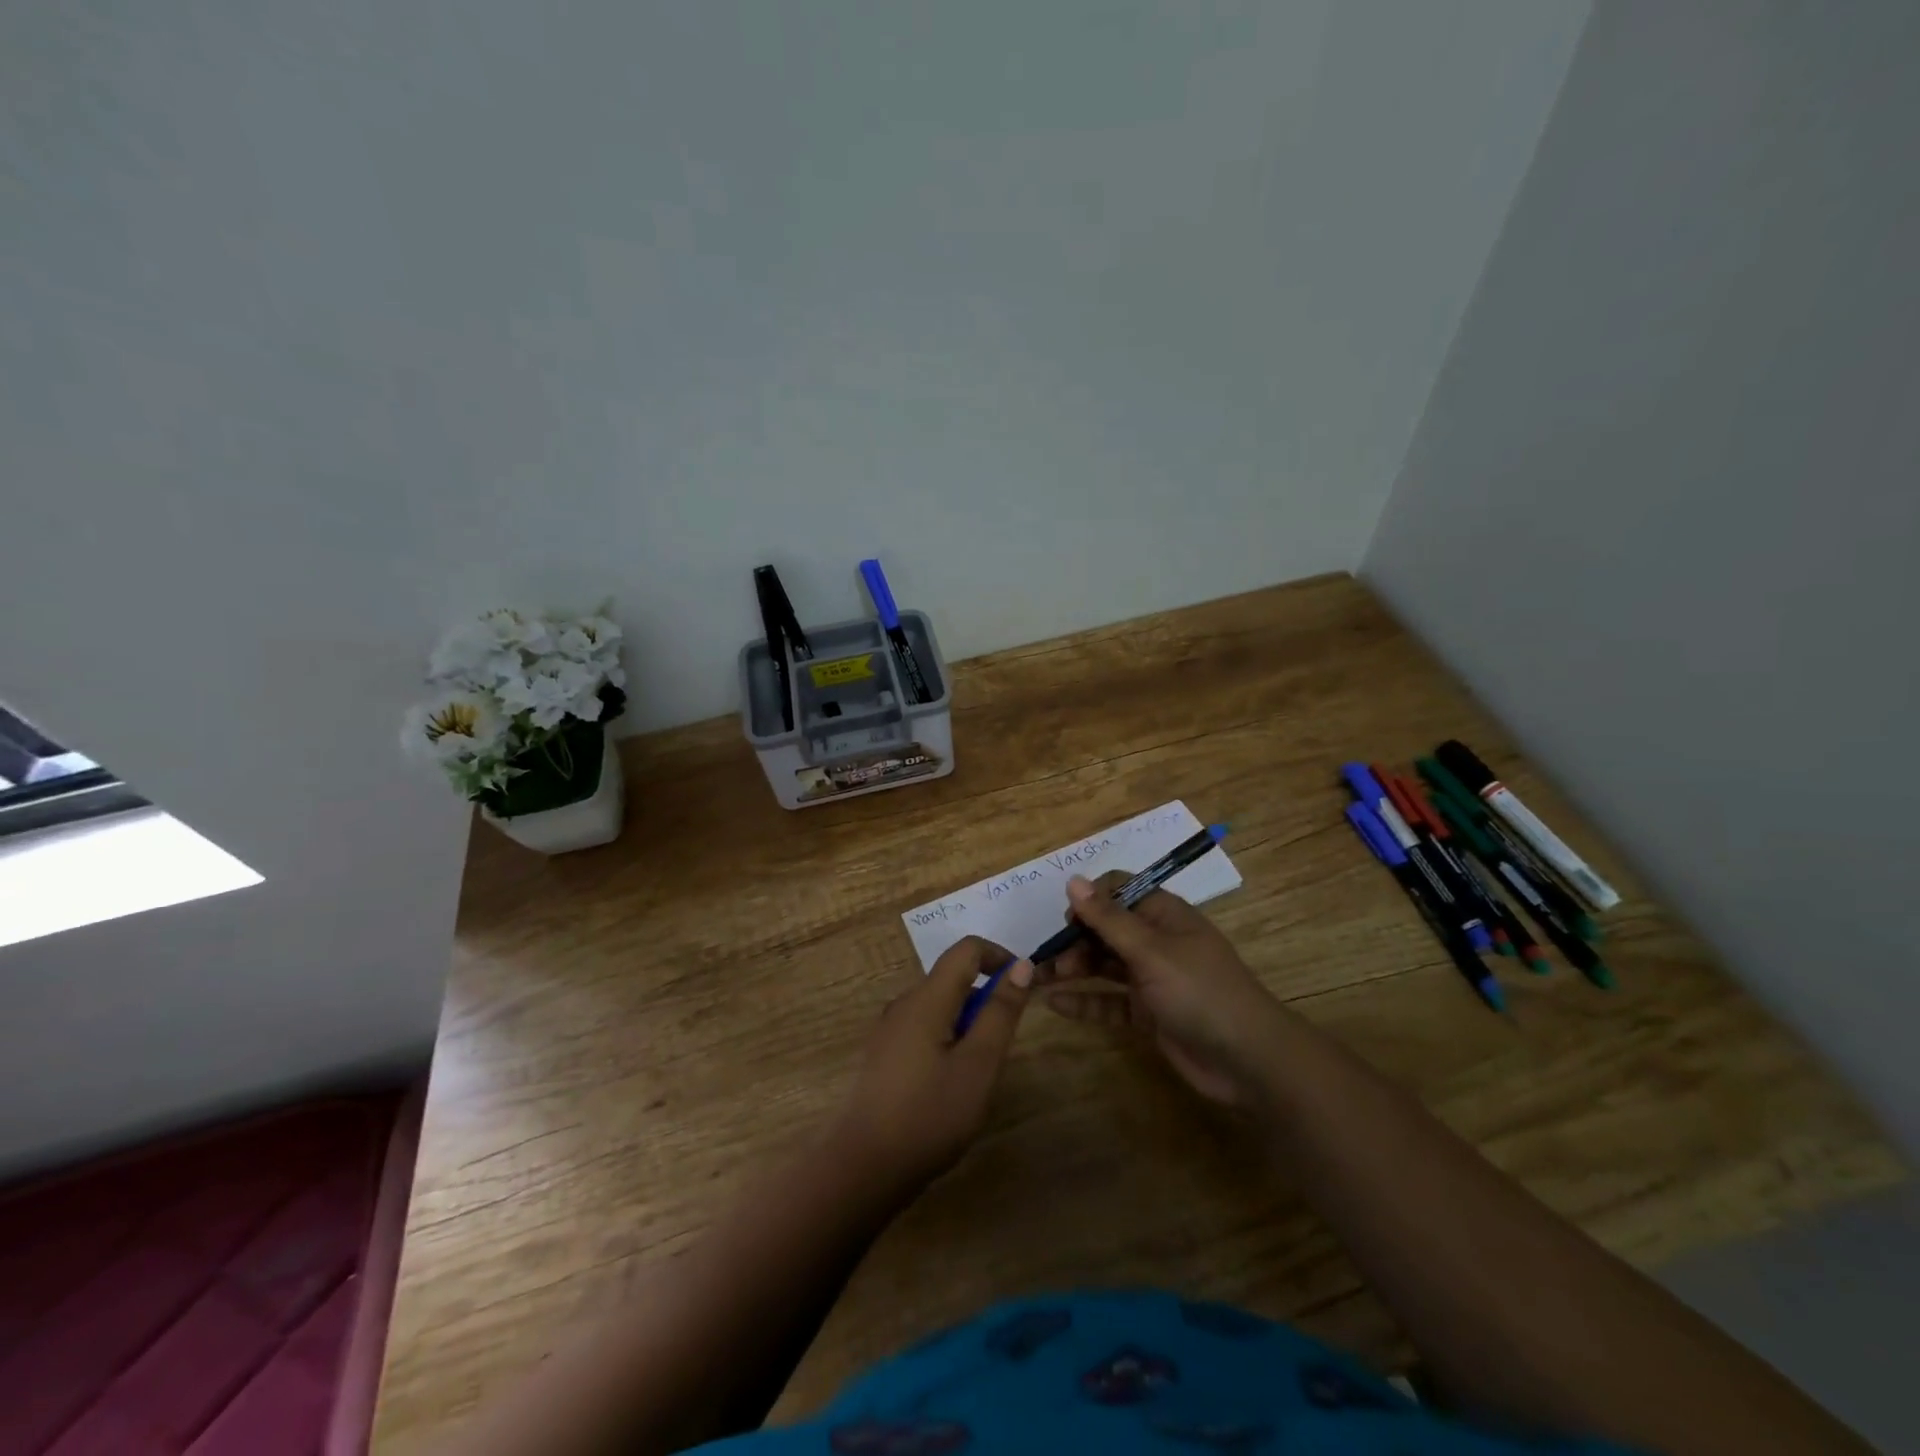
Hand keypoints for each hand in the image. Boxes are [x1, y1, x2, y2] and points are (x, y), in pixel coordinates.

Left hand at [834, 937, 1032, 1188]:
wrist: (863, 1168)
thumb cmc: (929, 1115)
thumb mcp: (979, 1065)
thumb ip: (1000, 1012)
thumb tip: (1021, 966)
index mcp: (926, 998)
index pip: (966, 949)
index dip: (999, 957)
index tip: (1022, 990)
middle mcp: (903, 1004)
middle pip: (952, 978)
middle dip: (984, 999)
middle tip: (1000, 1049)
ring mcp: (889, 1030)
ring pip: (939, 1006)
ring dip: (967, 1023)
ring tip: (976, 1074)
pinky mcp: (883, 1055)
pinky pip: (924, 1029)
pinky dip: (947, 1040)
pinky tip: (948, 1087)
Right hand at [1042, 871, 1284, 1105]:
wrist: (1248, 1060)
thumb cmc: (1200, 991)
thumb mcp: (1151, 951)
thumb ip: (1108, 919)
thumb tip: (1073, 881)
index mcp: (1163, 915)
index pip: (1119, 890)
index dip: (1090, 899)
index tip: (1068, 919)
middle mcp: (1156, 941)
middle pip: (1106, 928)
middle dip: (1075, 938)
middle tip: (1048, 959)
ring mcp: (1152, 978)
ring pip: (1104, 964)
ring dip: (1074, 967)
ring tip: (1041, 977)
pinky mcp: (1148, 1013)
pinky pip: (1109, 1001)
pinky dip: (1084, 1001)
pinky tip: (1054, 1004)